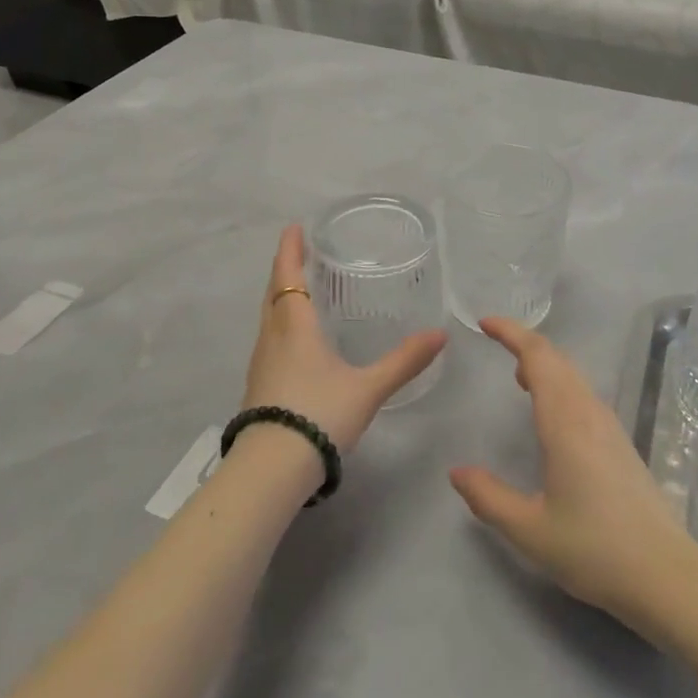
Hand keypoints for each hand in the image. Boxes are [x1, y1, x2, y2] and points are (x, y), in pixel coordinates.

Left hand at [241, 224, 447, 453]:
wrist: (271, 469)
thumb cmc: (320, 414)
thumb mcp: (368, 388)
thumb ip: (404, 361)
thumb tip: (440, 335)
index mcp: (295, 326)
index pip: (289, 276)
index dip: (290, 250)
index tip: (294, 228)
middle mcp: (273, 337)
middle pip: (273, 292)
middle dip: (285, 269)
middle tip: (299, 253)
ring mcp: (260, 362)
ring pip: (268, 316)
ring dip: (280, 295)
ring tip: (299, 288)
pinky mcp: (257, 385)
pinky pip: (268, 338)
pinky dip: (280, 322)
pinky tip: (295, 338)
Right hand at [450, 318, 697, 641]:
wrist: (665, 574)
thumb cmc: (594, 549)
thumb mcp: (529, 530)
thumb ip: (488, 498)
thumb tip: (457, 472)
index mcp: (565, 421)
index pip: (537, 356)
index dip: (511, 332)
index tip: (484, 323)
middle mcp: (588, 412)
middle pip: (556, 358)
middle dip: (525, 342)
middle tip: (495, 341)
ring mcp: (609, 425)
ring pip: (573, 375)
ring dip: (544, 363)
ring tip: (517, 375)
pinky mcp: (620, 442)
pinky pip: (583, 394)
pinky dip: (560, 384)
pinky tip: (550, 412)